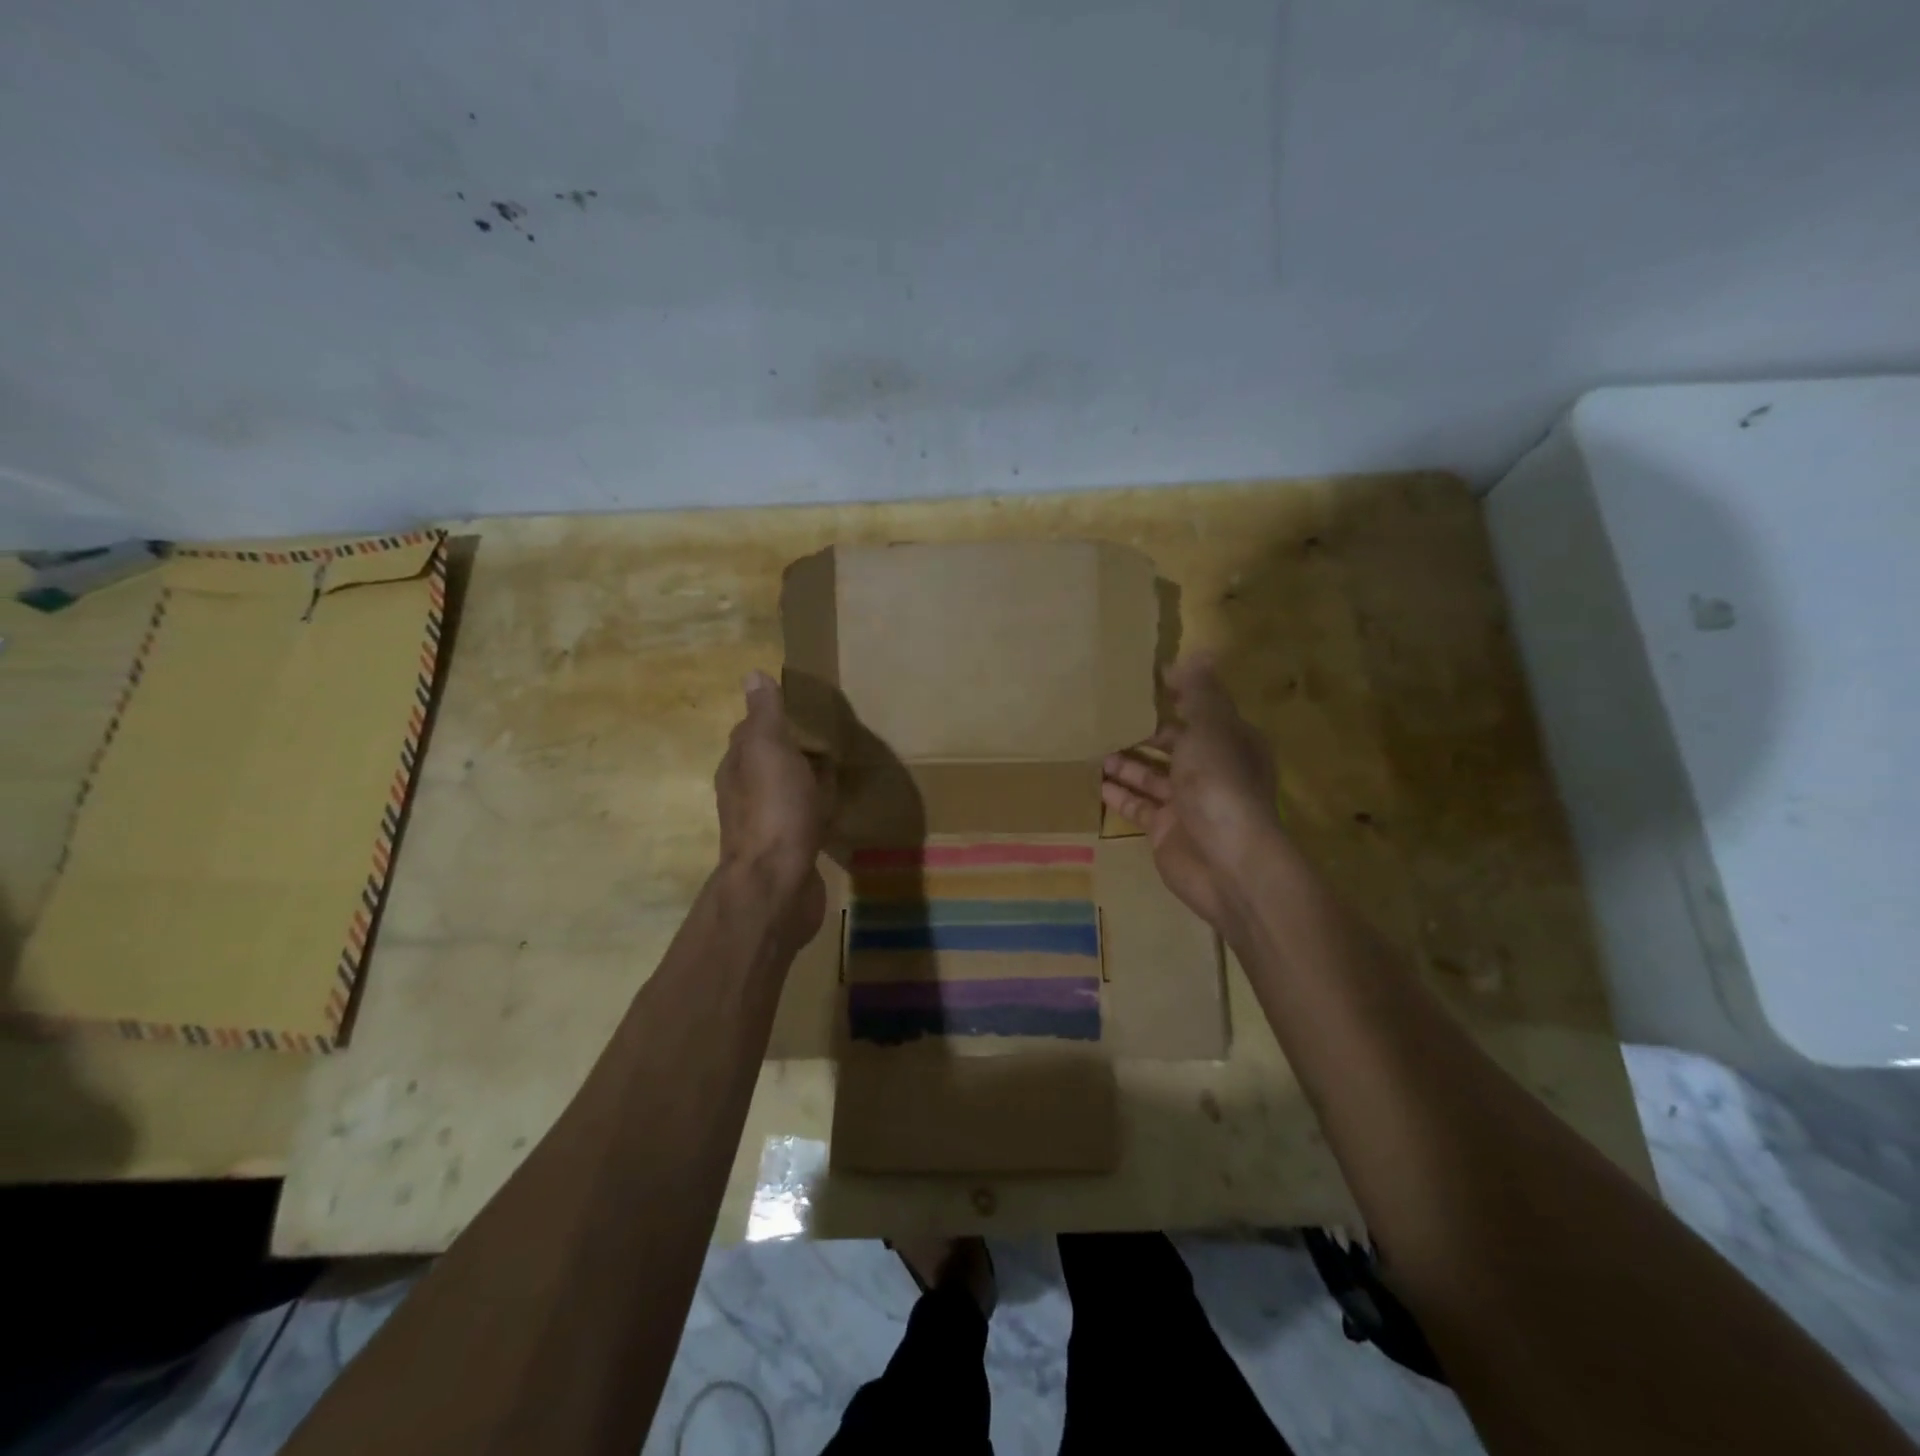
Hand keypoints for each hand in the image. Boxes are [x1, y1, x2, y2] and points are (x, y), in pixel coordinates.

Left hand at [716, 671, 832, 947]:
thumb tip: (753, 675)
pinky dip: (817, 808)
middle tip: (826, 737)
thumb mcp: (769, 750)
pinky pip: (804, 818)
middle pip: (767, 763)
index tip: (802, 709)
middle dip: (791, 750)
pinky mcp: (789, 850)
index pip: (749, 733)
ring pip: (786, 791)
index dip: (771, 719)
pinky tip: (836, 808)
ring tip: (836, 768)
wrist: (778, 882)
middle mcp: (745, 795)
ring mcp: (766, 825)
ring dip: (805, 780)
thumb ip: (764, 716)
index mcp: (737, 767)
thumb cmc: (775, 809)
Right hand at [1101, 654, 1285, 933]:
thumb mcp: (1212, 729)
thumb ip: (1200, 693)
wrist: (1228, 863)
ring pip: (1150, 774)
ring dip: (1124, 761)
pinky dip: (1118, 794)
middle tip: (1103, 713)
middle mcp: (1210, 769)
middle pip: (1172, 743)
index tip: (1138, 679)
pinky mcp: (1165, 829)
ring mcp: (1187, 802)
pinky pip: (1138, 805)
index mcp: (1229, 741)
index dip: (1174, 692)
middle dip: (1142, 729)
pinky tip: (1093, 781)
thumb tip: (1200, 651)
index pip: (1199, 708)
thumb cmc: (1220, 786)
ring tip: (1090, 744)